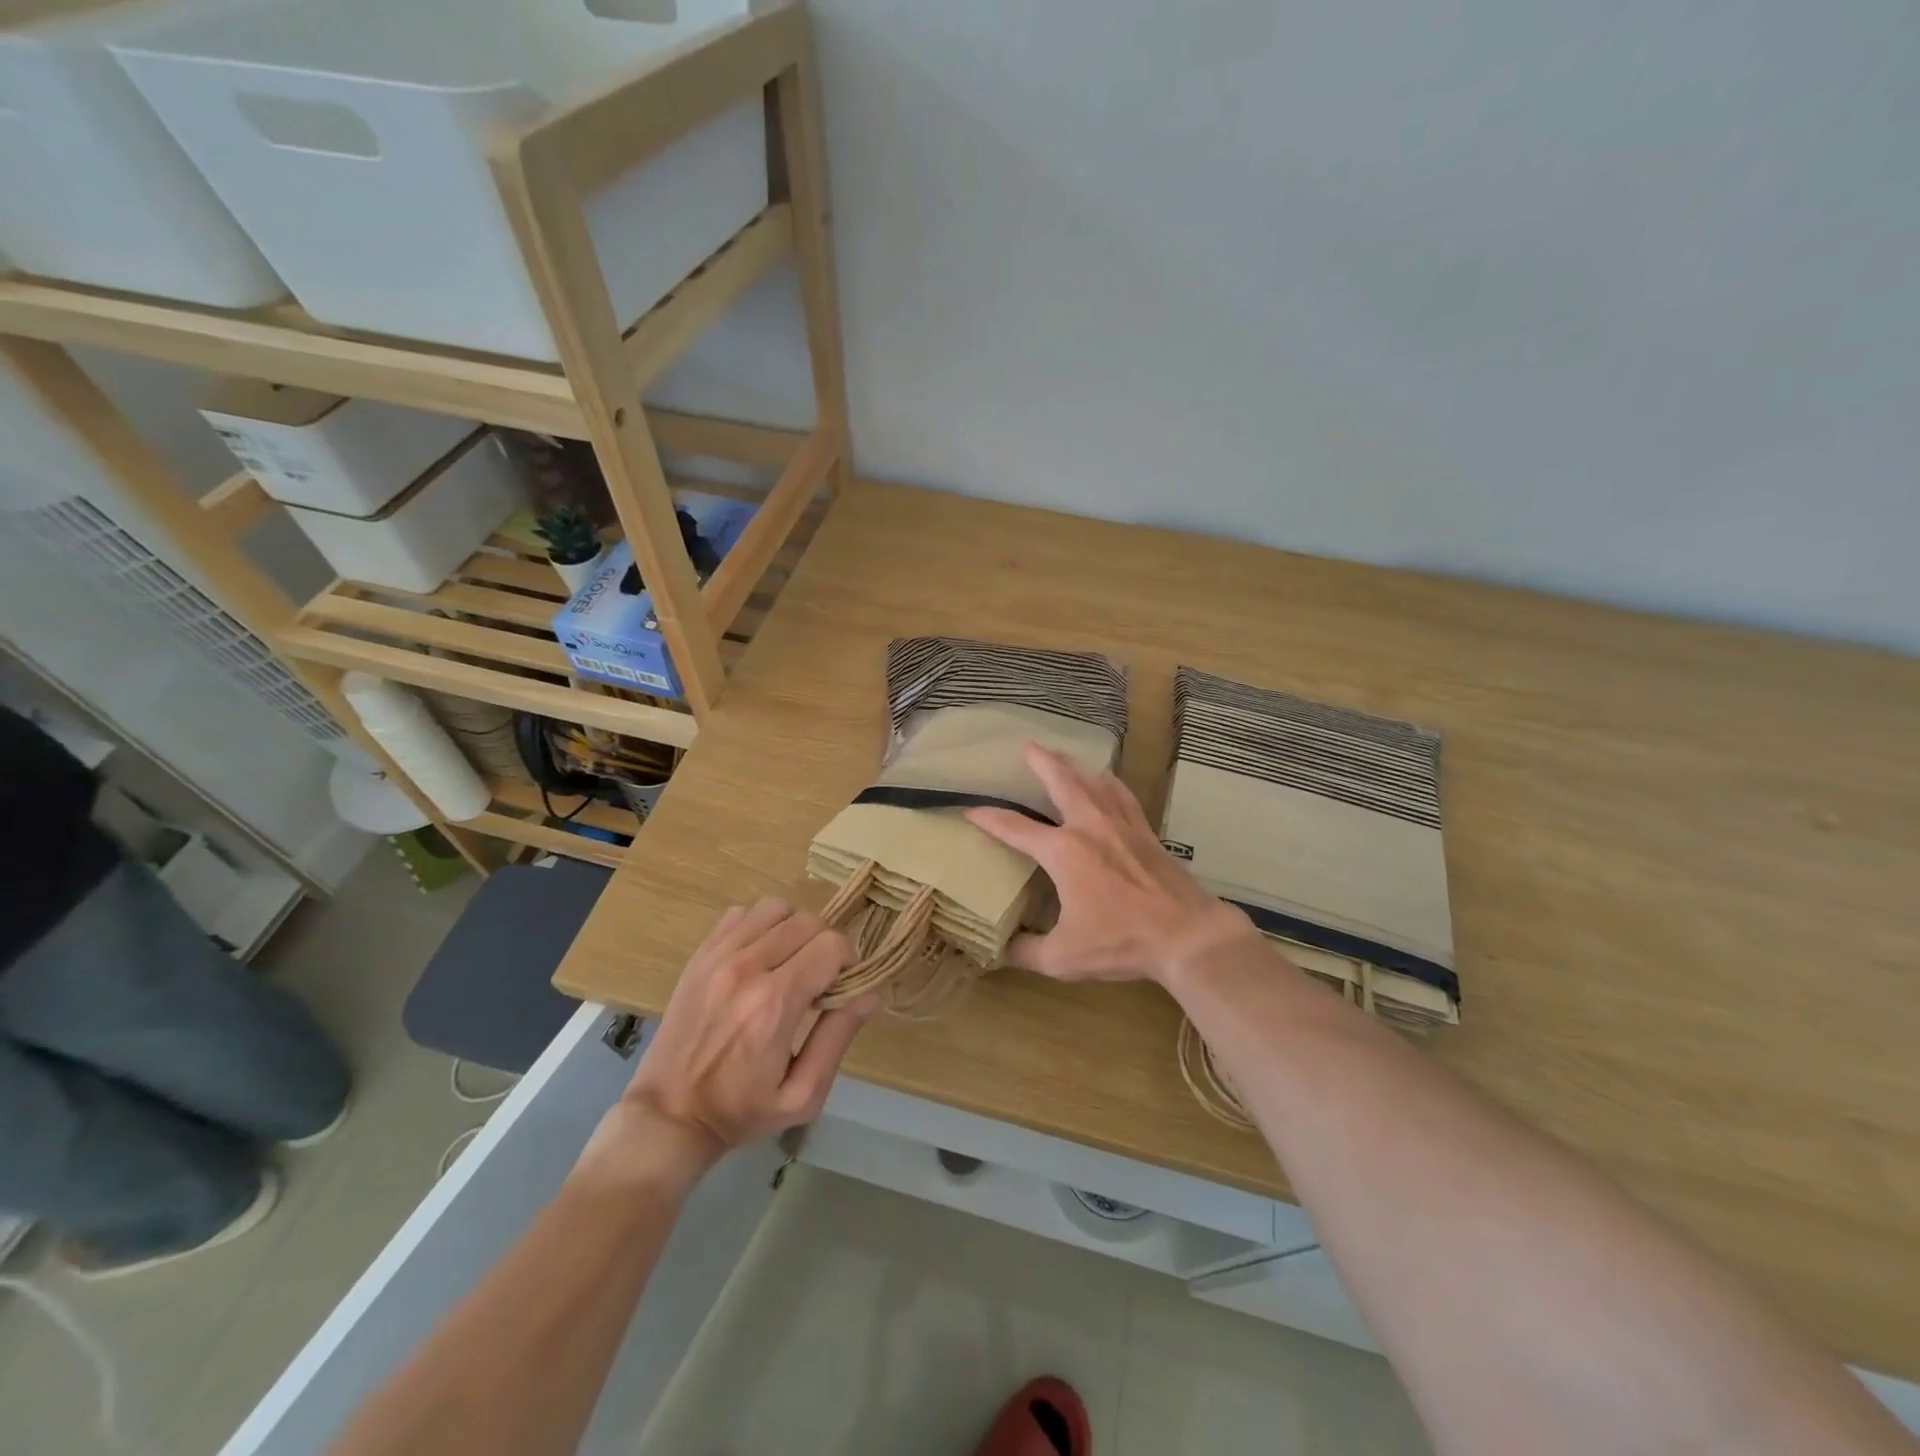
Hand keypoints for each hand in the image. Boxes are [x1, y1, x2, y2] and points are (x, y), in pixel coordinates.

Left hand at [577, 899, 872, 1187]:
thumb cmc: (740, 1112)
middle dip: (825, 945)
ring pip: (776, 908)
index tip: (840, 987)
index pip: (831, 945)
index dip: (848, 961)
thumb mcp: (802, 1095)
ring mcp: (718, 956)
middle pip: (808, 921)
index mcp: (774, 1004)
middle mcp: (746, 968)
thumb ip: (838, 1039)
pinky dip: (760, 926)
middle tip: (819, 978)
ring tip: (790, 962)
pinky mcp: (700, 955)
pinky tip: (759, 957)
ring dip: (793, 930)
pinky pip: (741, 914)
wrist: (668, 1116)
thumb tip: (868, 993)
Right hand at [964, 742, 1252, 984]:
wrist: (1186, 934)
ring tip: (1061, 754)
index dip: (989, 819)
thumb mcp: (1064, 958)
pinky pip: (1122, 796)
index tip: (970, 810)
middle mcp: (1089, 827)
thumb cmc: (1121, 942)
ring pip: (1093, 782)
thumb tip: (1000, 951)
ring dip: (1074, 765)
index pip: (1015, 828)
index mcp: (1063, 852)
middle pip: (1061, 781)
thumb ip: (1026, 952)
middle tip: (1027, 745)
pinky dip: (1110, 783)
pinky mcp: (1145, 832)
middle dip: (1041, 761)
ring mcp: (1120, 825)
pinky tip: (1107, 779)